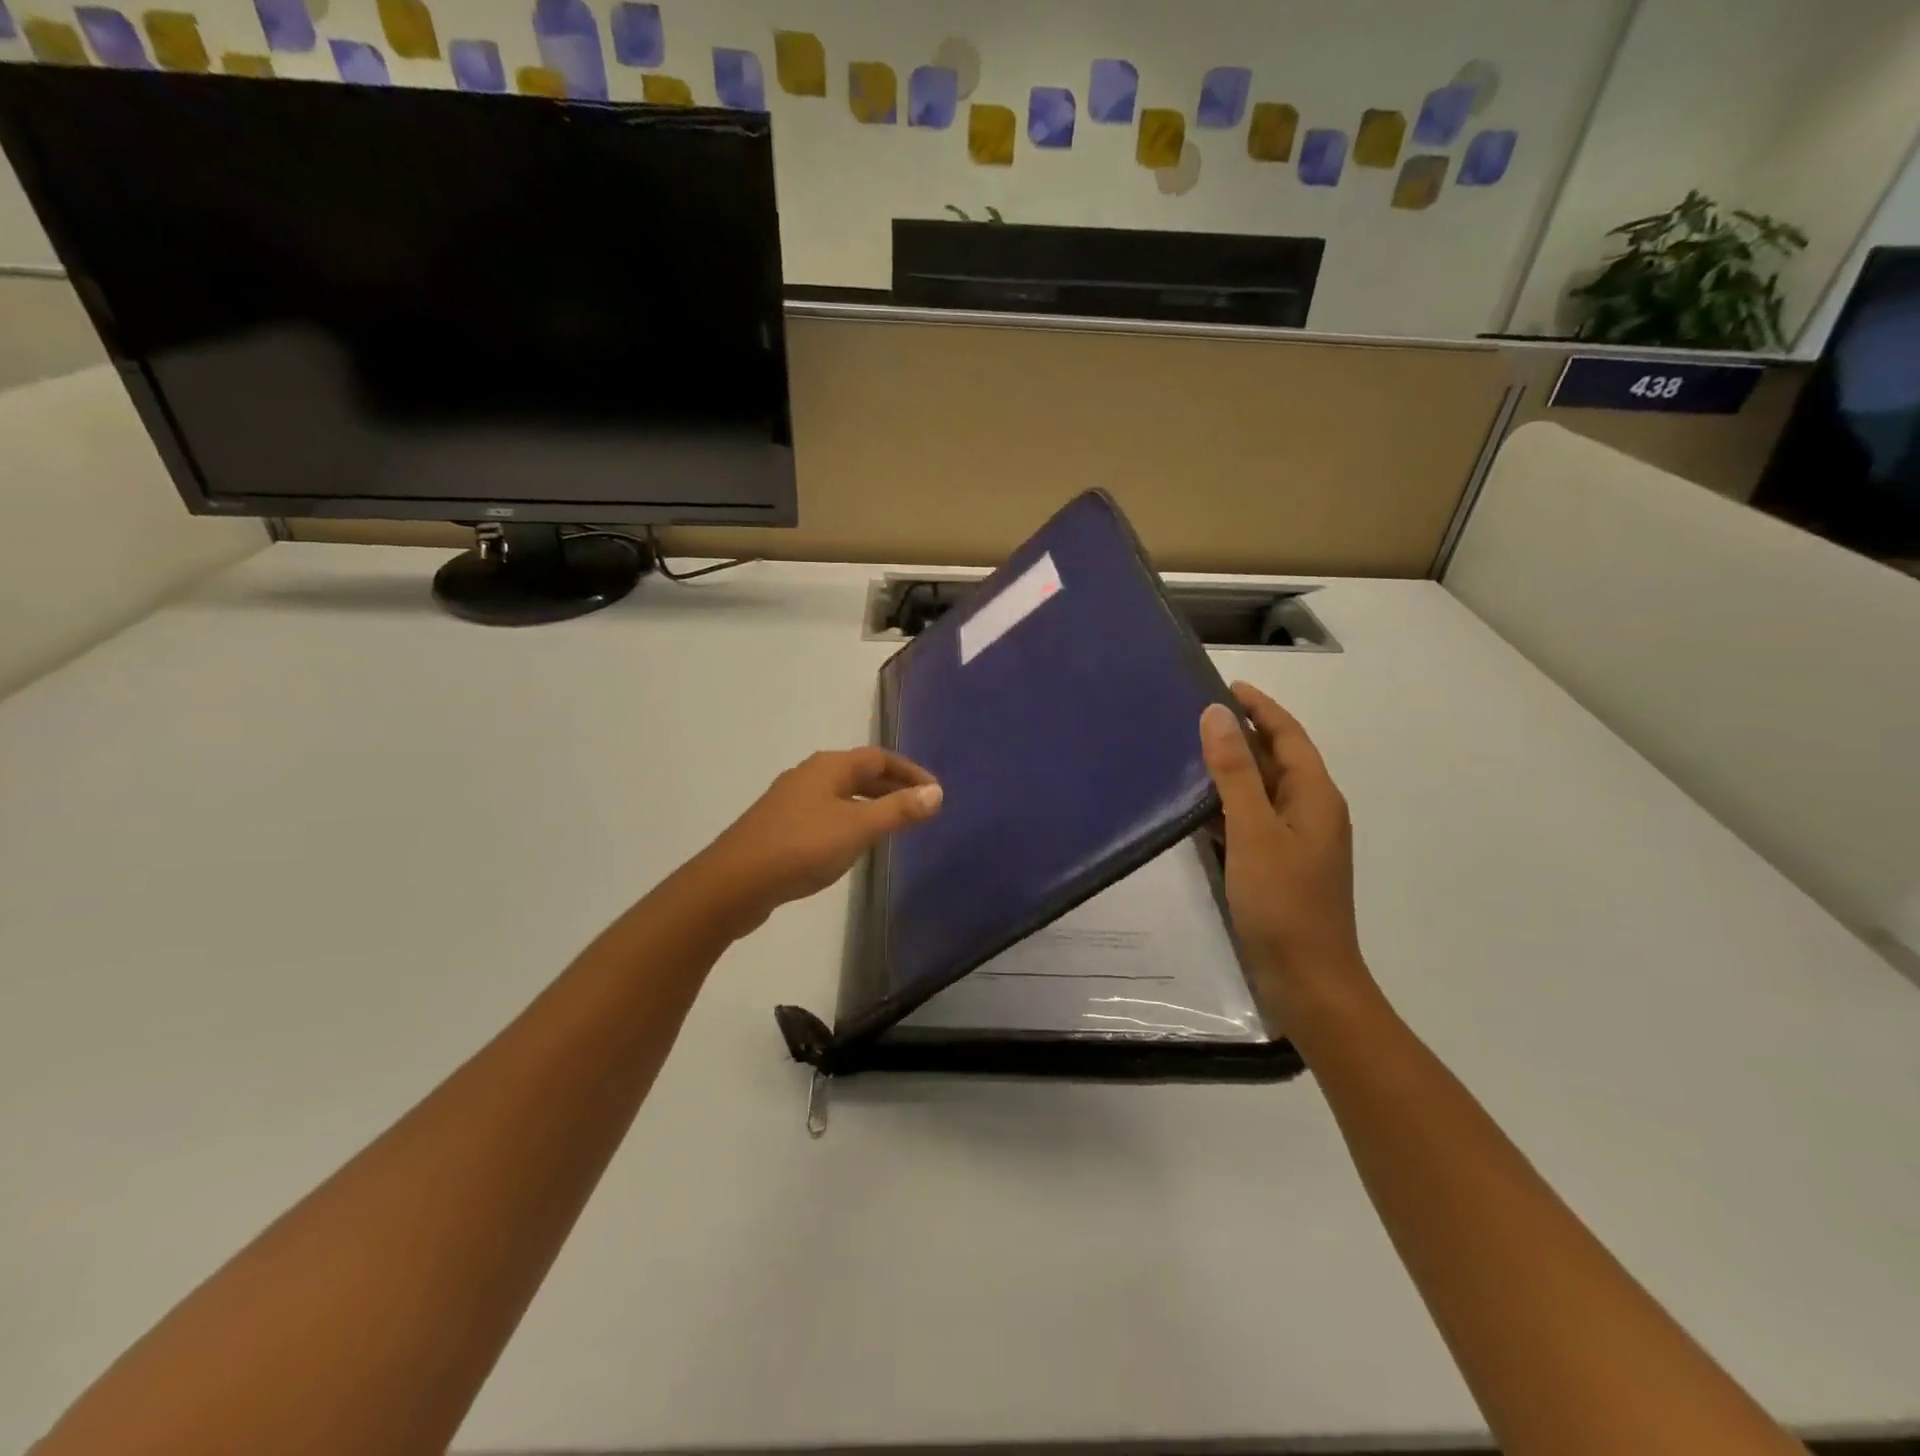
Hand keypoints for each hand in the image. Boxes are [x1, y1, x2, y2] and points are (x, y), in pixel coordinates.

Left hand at [695, 748, 942, 933]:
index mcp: (828, 767)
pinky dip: (849, 820)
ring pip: (841, 794)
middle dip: (892, 787)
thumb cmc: (801, 847)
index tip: (935, 792)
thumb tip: (936, 793)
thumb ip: (898, 810)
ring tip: (893, 826)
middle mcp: (809, 775)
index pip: (879, 758)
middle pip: (859, 773)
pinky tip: (853, 845)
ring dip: (870, 804)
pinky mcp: (780, 827)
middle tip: (920, 809)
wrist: (734, 882)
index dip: (910, 772)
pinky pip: (826, 814)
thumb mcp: (858, 828)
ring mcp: (791, 801)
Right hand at [1200, 683, 1369, 1023]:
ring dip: (1232, 770)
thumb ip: (1235, 771)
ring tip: (1189, 753)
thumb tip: (1216, 714)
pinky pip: (1252, 821)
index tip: (1226, 685)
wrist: (1307, 982)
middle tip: (1196, 715)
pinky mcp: (1278, 867)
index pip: (1288, 735)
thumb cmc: (1283, 903)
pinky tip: (1196, 809)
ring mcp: (1296, 843)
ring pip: (1262, 792)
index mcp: (1315, 797)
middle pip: (1277, 760)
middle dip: (1243, 734)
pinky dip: (1227, 806)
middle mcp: (1311, 813)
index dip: (1260, 707)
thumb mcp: (1254, 830)